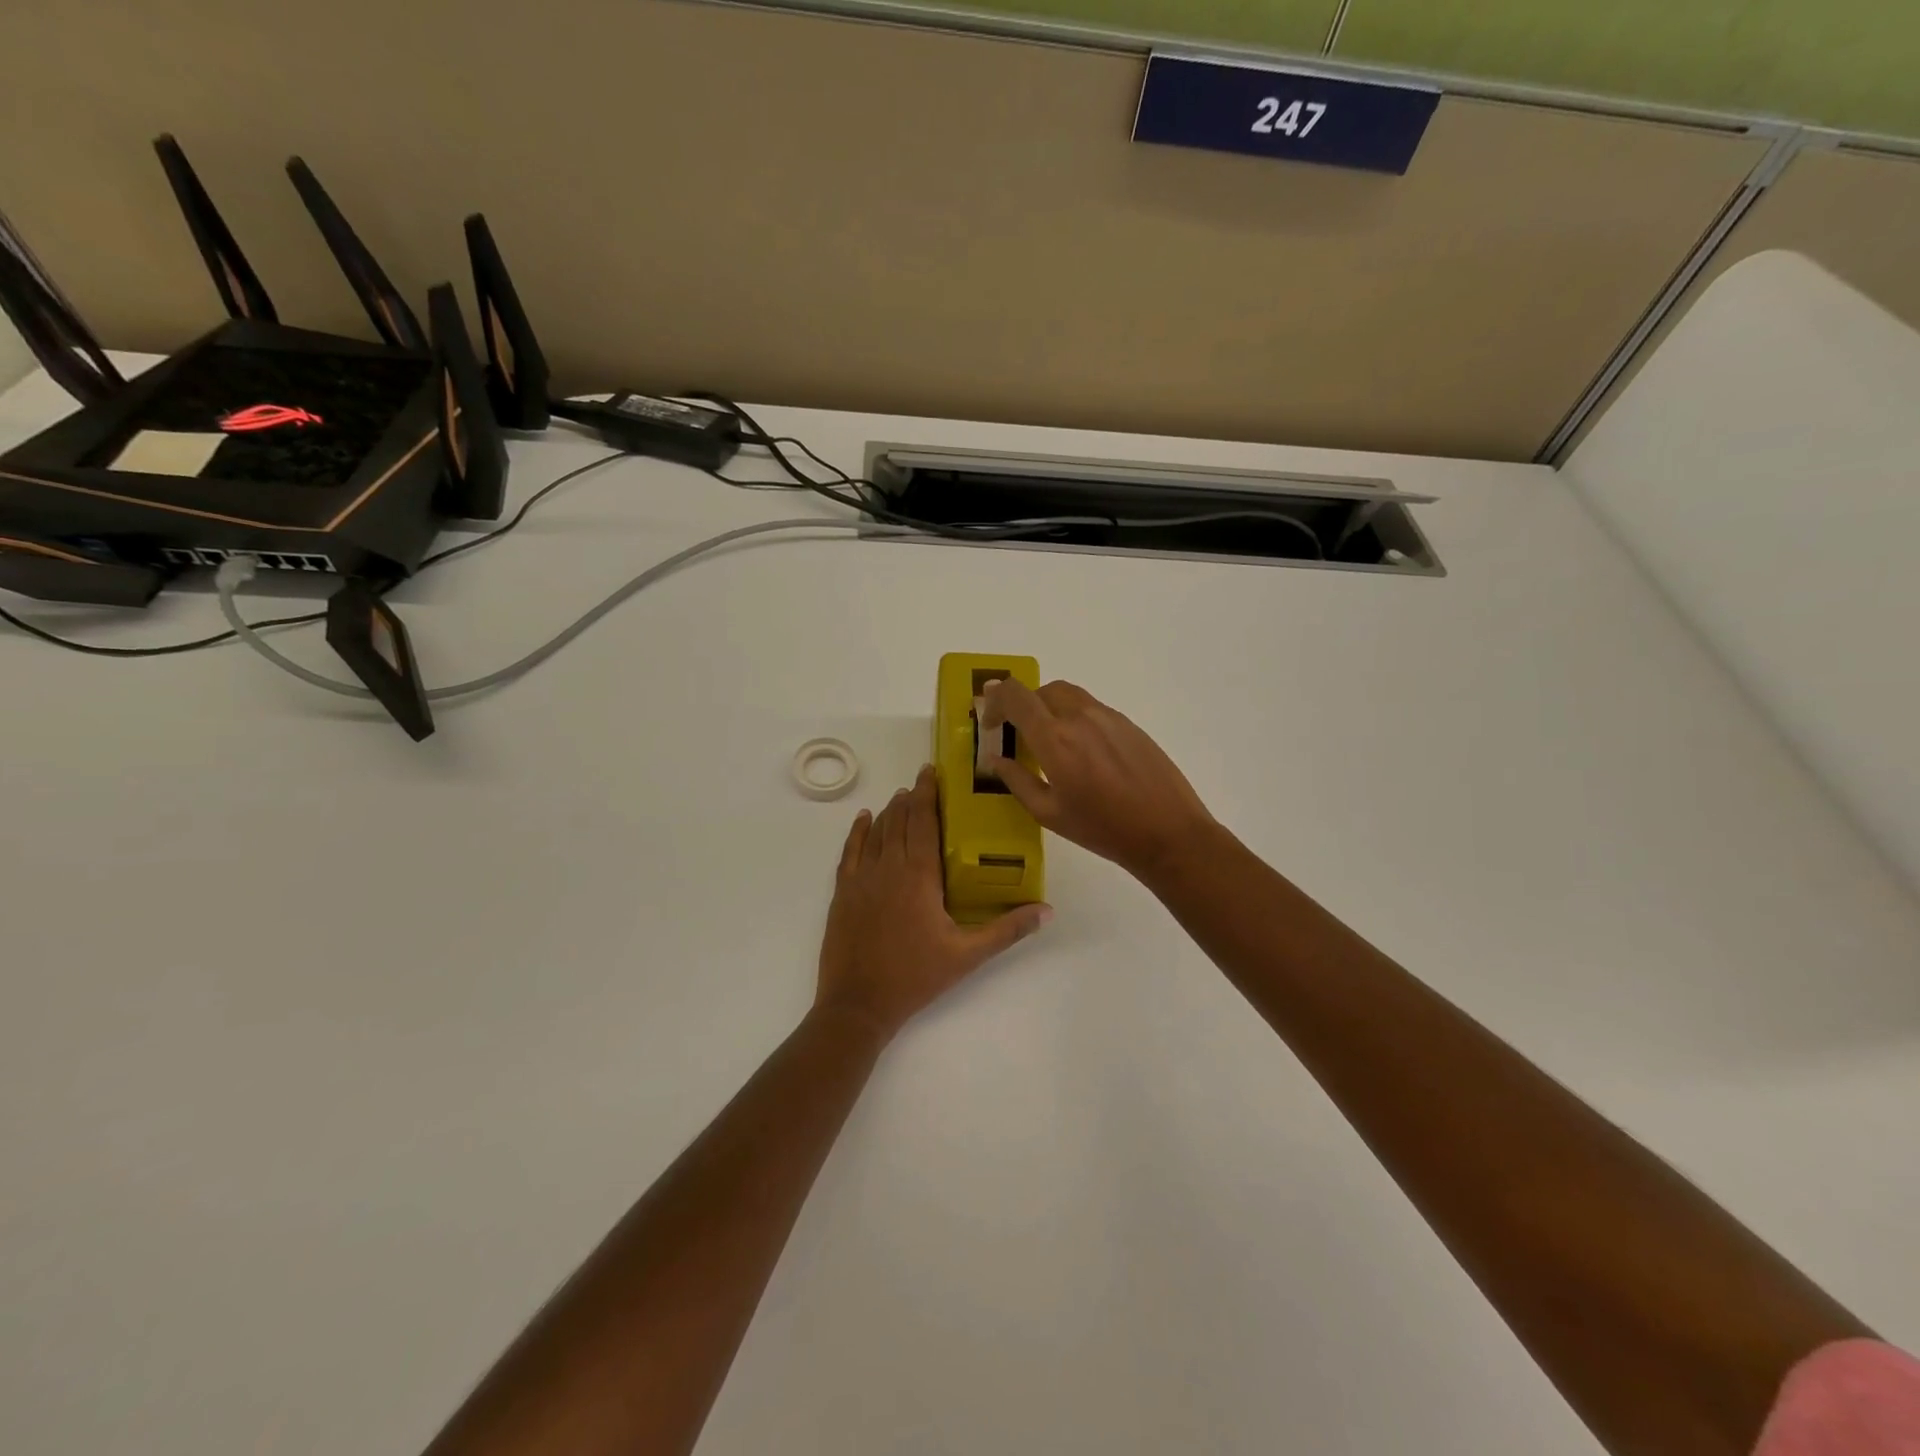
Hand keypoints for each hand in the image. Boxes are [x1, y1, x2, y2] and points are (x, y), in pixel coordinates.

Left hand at [816, 765, 1051, 1040]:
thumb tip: (1047, 911)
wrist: (858, 1004)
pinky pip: (850, 851)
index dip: (928, 794)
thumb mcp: (967, 955)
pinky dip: (858, 832)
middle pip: (900, 821)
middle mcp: (888, 868)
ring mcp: (861, 879)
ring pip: (877, 832)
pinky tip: (864, 819)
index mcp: (919, 876)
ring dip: (889, 811)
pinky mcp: (842, 892)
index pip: (924, 822)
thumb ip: (1007, 930)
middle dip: (911, 797)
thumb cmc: (916, 976)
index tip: (932, 772)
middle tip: (922, 780)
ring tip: (901, 796)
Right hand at [980, 679, 1216, 880]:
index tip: (990, 723)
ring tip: (1047, 740)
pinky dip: (1073, 717)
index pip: (1016, 696)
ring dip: (1047, 708)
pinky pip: (1091, 708)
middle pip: (1041, 690)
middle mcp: (1080, 716)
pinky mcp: (1128, 724)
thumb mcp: (1049, 813)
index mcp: (1054, 738)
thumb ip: (1017, 780)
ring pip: (1067, 695)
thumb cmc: (1103, 829)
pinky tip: (1080, 750)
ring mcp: (1108, 717)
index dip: (995, 702)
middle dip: (1021, 705)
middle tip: (1015, 733)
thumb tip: (996, 759)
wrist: (1168, 832)